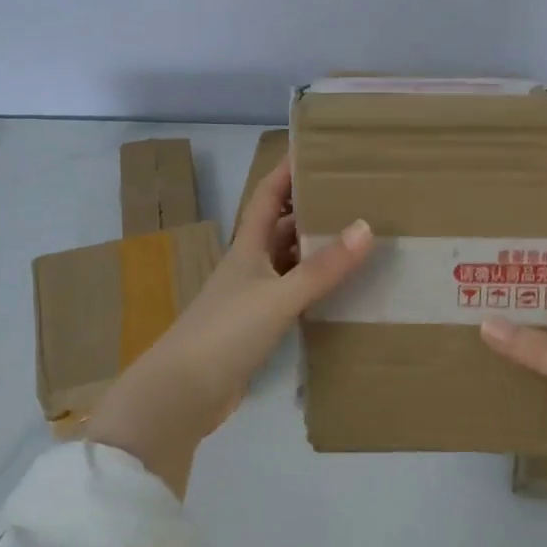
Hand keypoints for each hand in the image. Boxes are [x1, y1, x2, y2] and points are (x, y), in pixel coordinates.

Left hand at [85, 156, 372, 495]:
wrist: (181, 395)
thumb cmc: (226, 333)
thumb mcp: (278, 297)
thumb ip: (322, 268)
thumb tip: (365, 227)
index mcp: (247, 248)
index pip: (266, 196)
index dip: (287, 171)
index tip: (315, 150)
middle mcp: (248, 266)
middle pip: (279, 227)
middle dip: (310, 209)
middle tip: (352, 197)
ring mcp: (250, 298)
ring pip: (287, 262)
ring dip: (313, 250)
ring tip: (355, 239)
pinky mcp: (255, 329)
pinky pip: (290, 296)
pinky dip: (312, 288)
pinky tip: (337, 292)